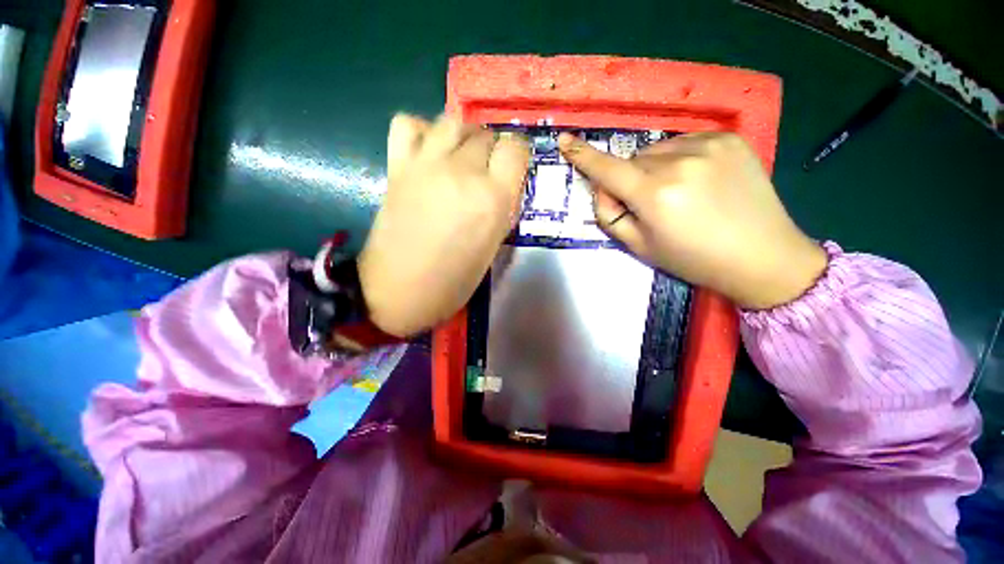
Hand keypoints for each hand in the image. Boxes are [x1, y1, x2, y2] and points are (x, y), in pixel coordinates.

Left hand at [359, 114, 529, 336]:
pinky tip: (427, 150)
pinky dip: (420, 129)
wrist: (399, 291)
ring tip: (459, 157)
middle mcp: (463, 173)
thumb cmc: (453, 281)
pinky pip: (407, 124)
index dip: (516, 155)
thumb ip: (501, 208)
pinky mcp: (397, 167)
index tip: (511, 168)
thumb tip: (501, 185)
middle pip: (485, 134)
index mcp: (492, 199)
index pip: (515, 148)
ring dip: (462, 136)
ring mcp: (426, 165)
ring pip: (452, 121)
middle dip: (490, 150)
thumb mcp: (492, 247)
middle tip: (484, 172)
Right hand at [558, 132, 826, 308]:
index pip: (607, 169)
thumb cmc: (693, 259)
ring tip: (677, 193)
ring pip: (657, 150)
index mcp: (655, 195)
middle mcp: (679, 163)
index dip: (583, 155)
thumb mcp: (640, 247)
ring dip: (655, 167)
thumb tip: (602, 188)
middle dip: (631, 179)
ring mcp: (709, 145)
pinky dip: (679, 158)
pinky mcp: (730, 139)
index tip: (565, 140)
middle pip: (633, 161)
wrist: (762, 256)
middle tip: (649, 203)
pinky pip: (684, 142)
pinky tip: (697, 180)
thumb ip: (610, 216)